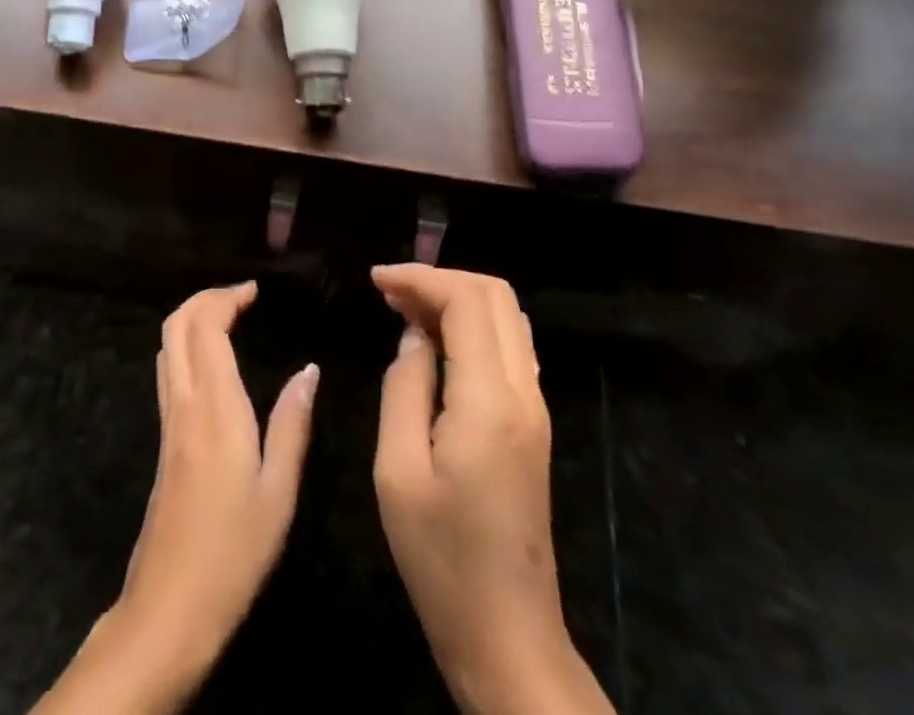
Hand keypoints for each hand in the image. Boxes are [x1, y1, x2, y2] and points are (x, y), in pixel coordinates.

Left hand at [114, 282, 318, 699]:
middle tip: (240, 297)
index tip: (254, 291)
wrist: (169, 606)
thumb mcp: (279, 491)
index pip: (205, 327)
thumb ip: (292, 423)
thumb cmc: (234, 551)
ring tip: (229, 317)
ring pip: (166, 346)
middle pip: (175, 326)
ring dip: (192, 319)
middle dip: (204, 299)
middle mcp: (184, 404)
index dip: (225, 298)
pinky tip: (214, 362)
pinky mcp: (163, 440)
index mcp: (215, 408)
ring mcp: (168, 421)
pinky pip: (168, 371)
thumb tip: (308, 369)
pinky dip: (186, 346)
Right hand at [372, 265, 613, 714]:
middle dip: (441, 280)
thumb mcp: (398, 471)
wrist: (509, 636)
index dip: (420, 278)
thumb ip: (404, 388)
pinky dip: (473, 326)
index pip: (466, 301)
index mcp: (489, 400)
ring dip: (458, 299)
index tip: (377, 281)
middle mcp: (524, 392)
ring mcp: (536, 409)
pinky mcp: (534, 425)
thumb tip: (413, 336)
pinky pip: (510, 347)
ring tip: (406, 310)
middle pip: (495, 296)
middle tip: (390, 294)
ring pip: (507, 317)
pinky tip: (436, 344)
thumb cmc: (442, 559)